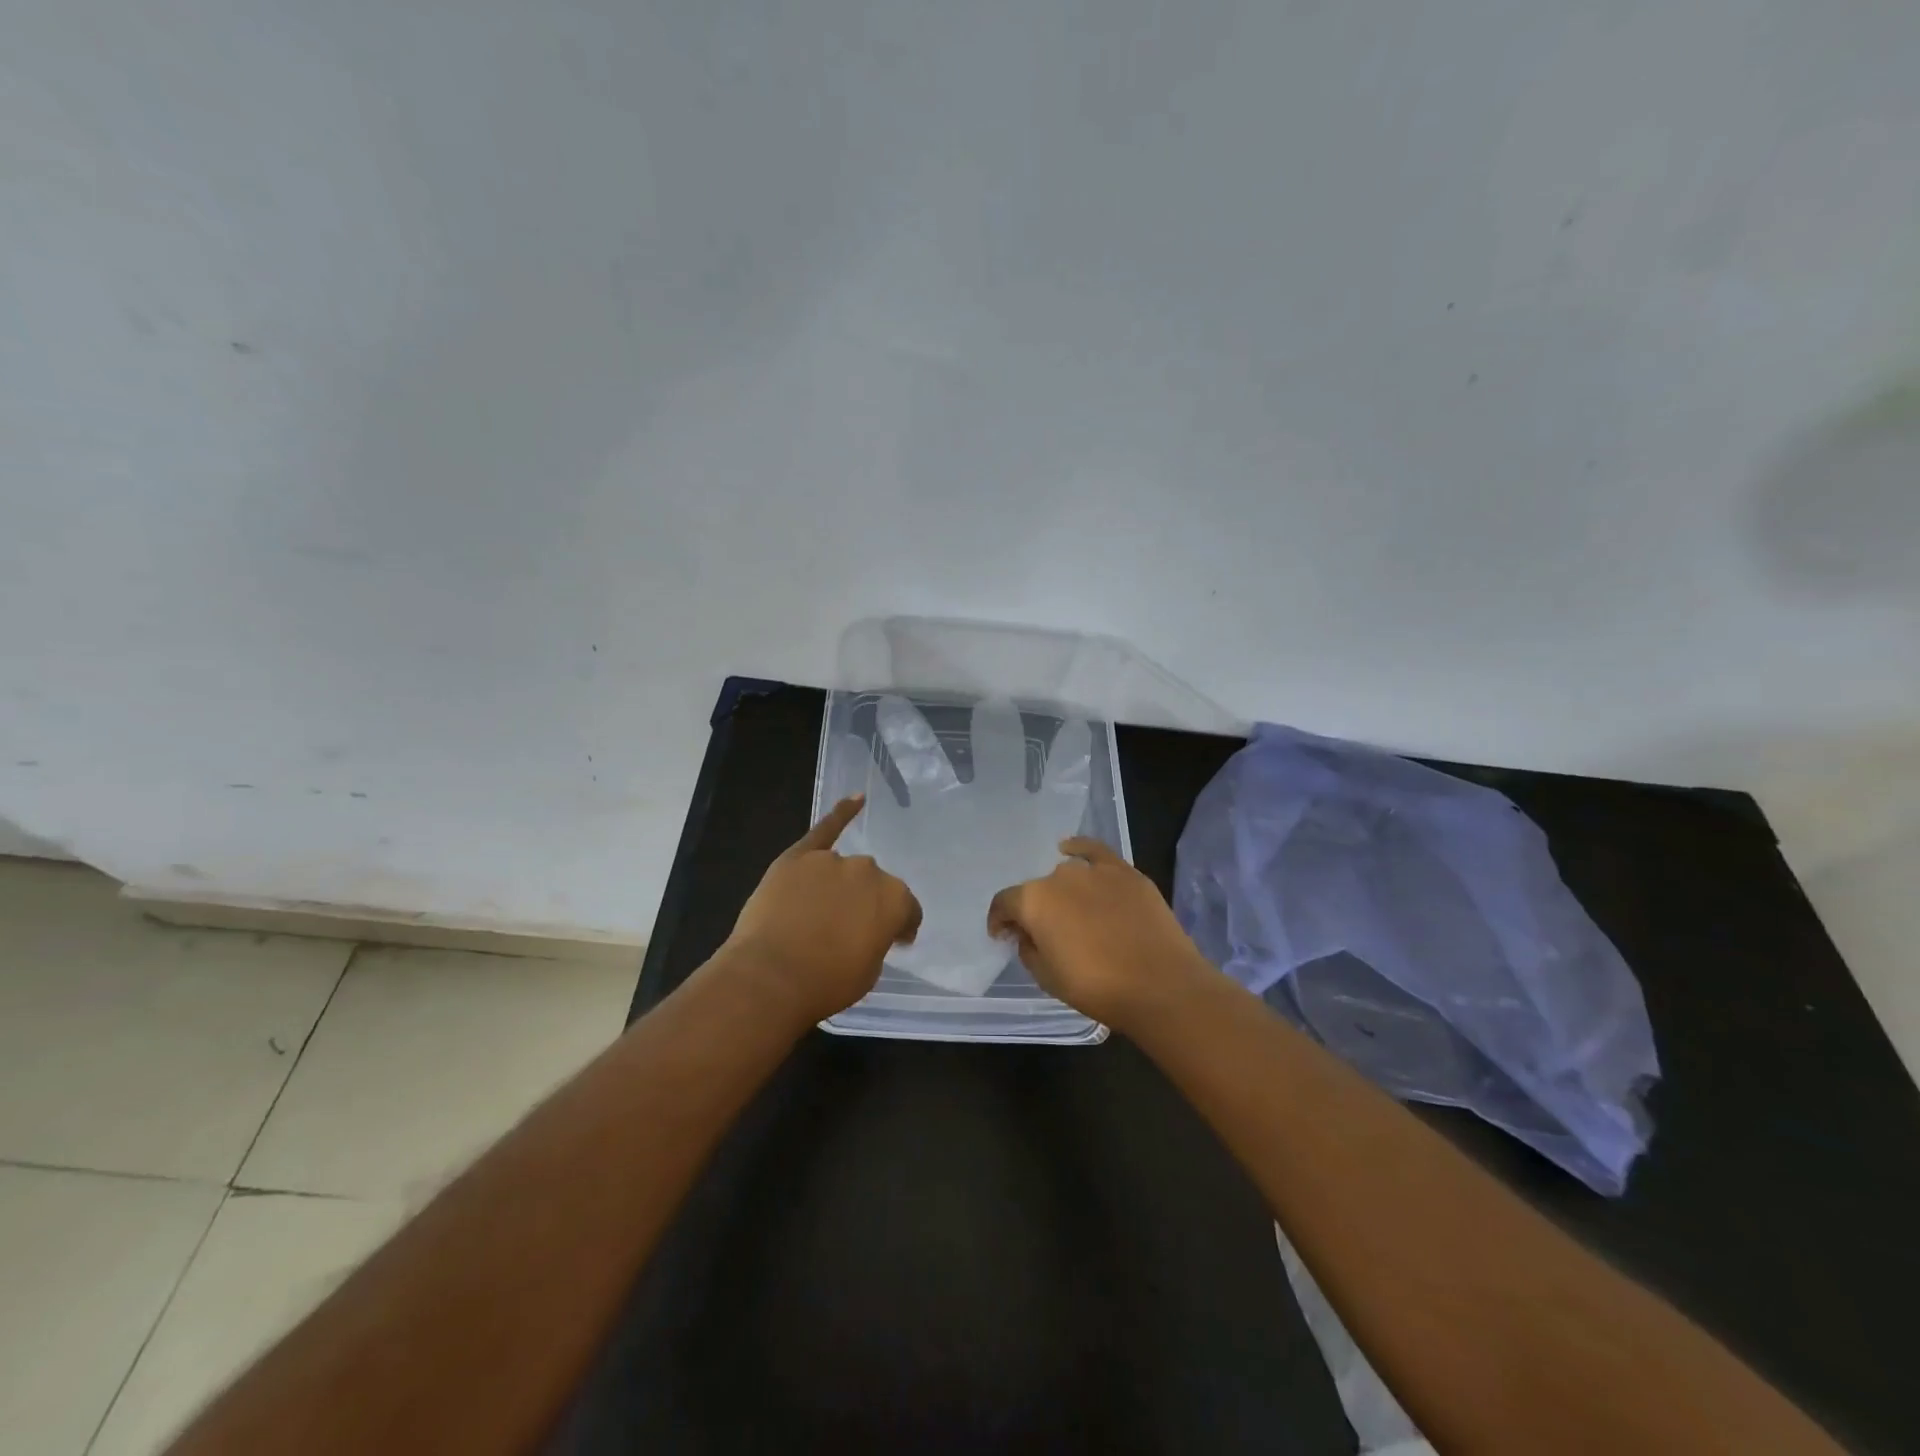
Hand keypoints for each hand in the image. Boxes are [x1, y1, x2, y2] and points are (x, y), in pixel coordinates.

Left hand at [723, 795, 921, 1025]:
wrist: (770, 977)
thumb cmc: (826, 983)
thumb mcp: (869, 971)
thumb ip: (877, 940)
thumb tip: (870, 930)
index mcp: (895, 899)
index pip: (907, 910)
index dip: (900, 927)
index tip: (893, 941)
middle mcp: (868, 871)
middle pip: (873, 885)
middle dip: (867, 904)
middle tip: (850, 932)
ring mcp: (831, 861)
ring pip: (844, 870)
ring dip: (840, 887)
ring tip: (821, 914)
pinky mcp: (798, 857)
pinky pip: (825, 829)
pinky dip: (841, 813)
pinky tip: (856, 800)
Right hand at [988, 837, 1212, 1030]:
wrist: (1160, 985)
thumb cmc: (1096, 988)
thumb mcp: (1047, 978)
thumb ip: (1028, 949)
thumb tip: (1026, 933)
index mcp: (1033, 901)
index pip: (1005, 903)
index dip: (999, 920)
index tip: (1003, 935)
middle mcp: (1059, 876)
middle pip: (1038, 891)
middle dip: (1036, 910)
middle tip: (1046, 934)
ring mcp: (1095, 870)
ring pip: (1067, 876)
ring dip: (1063, 892)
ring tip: (1073, 913)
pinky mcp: (1126, 872)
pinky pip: (1095, 852)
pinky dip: (1080, 849)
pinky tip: (1071, 850)